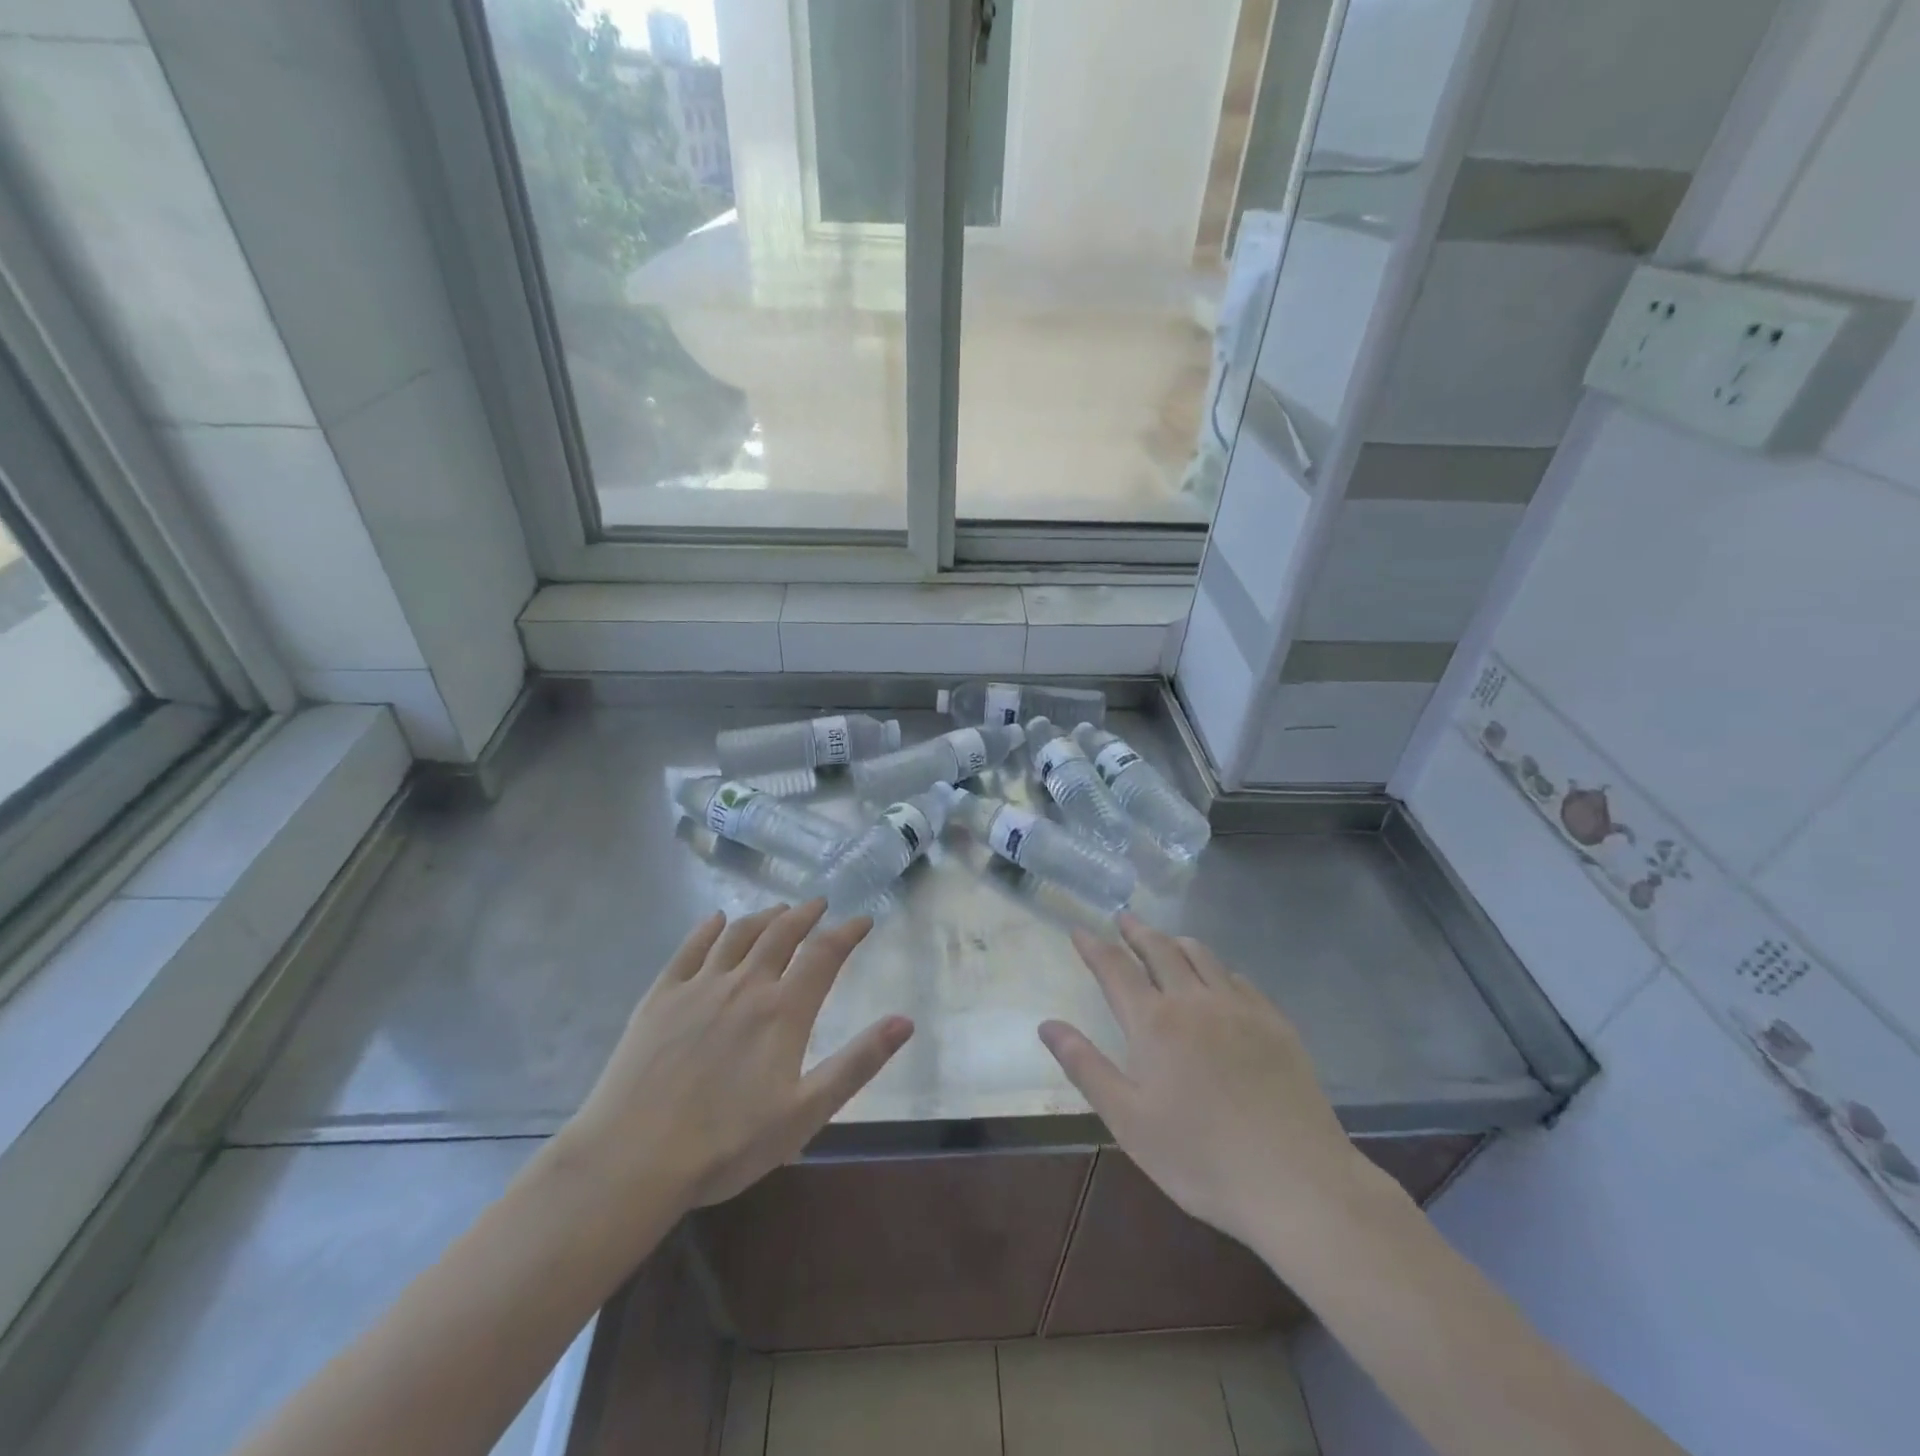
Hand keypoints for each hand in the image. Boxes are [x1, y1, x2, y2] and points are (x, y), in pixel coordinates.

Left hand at [554, 901, 912, 1217]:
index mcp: (783, 1011)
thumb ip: (858, 1063)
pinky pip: (689, 949)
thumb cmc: (727, 1144)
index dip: (848, 932)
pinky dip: (708, 928)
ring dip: (764, 916)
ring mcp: (699, 986)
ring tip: (778, 909)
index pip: (824, 955)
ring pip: (738, 935)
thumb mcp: (806, 1113)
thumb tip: (905, 1020)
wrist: (633, 1159)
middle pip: (781, 934)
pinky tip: (715, 919)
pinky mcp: (660, 997)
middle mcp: (745, 985)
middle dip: (805, 914)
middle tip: (820, 904)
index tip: (864, 919)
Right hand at [1039, 915, 1378, 1257]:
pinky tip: (1220, 979)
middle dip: (1136, 931)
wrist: (1296, 1182)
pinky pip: (1240, 979)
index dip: (1094, 946)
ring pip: (1203, 956)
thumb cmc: (1200, 1157)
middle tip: (1123, 918)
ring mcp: (1240, 1008)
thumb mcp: (1128, 1120)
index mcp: (1154, 1022)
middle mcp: (1194, 1001)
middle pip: (1160, 950)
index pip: (1115, 968)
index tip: (1079, 930)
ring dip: (1176, 941)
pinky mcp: (1275, 1024)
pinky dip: (1218, 968)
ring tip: (1166, 939)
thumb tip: (1047, 1024)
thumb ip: (1085, 1066)